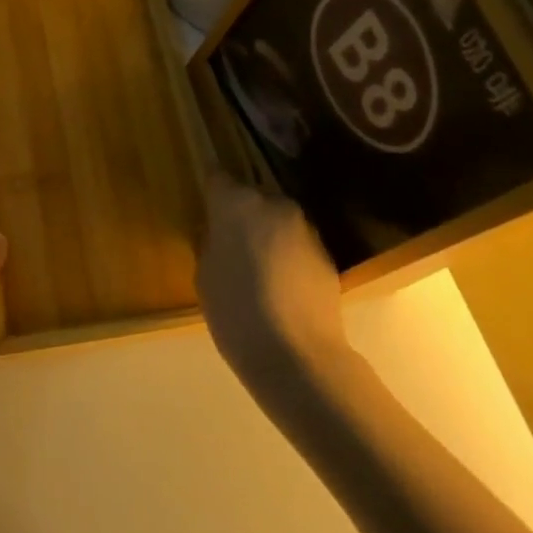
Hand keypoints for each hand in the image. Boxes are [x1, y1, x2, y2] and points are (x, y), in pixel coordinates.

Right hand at [198, 175, 348, 385]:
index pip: (217, 177)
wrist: (298, 355)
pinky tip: (280, 285)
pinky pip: (297, 244)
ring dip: (266, 234)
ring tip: (256, 268)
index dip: (210, 188)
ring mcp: (305, 227)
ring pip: (277, 220)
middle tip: (229, 242)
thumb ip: (211, 243)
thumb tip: (220, 233)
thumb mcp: (205, 275)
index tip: (205, 200)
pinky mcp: (327, 253)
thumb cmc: (235, 311)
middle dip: (241, 213)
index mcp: (236, 203)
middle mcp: (274, 204)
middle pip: (252, 197)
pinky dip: (287, 255)